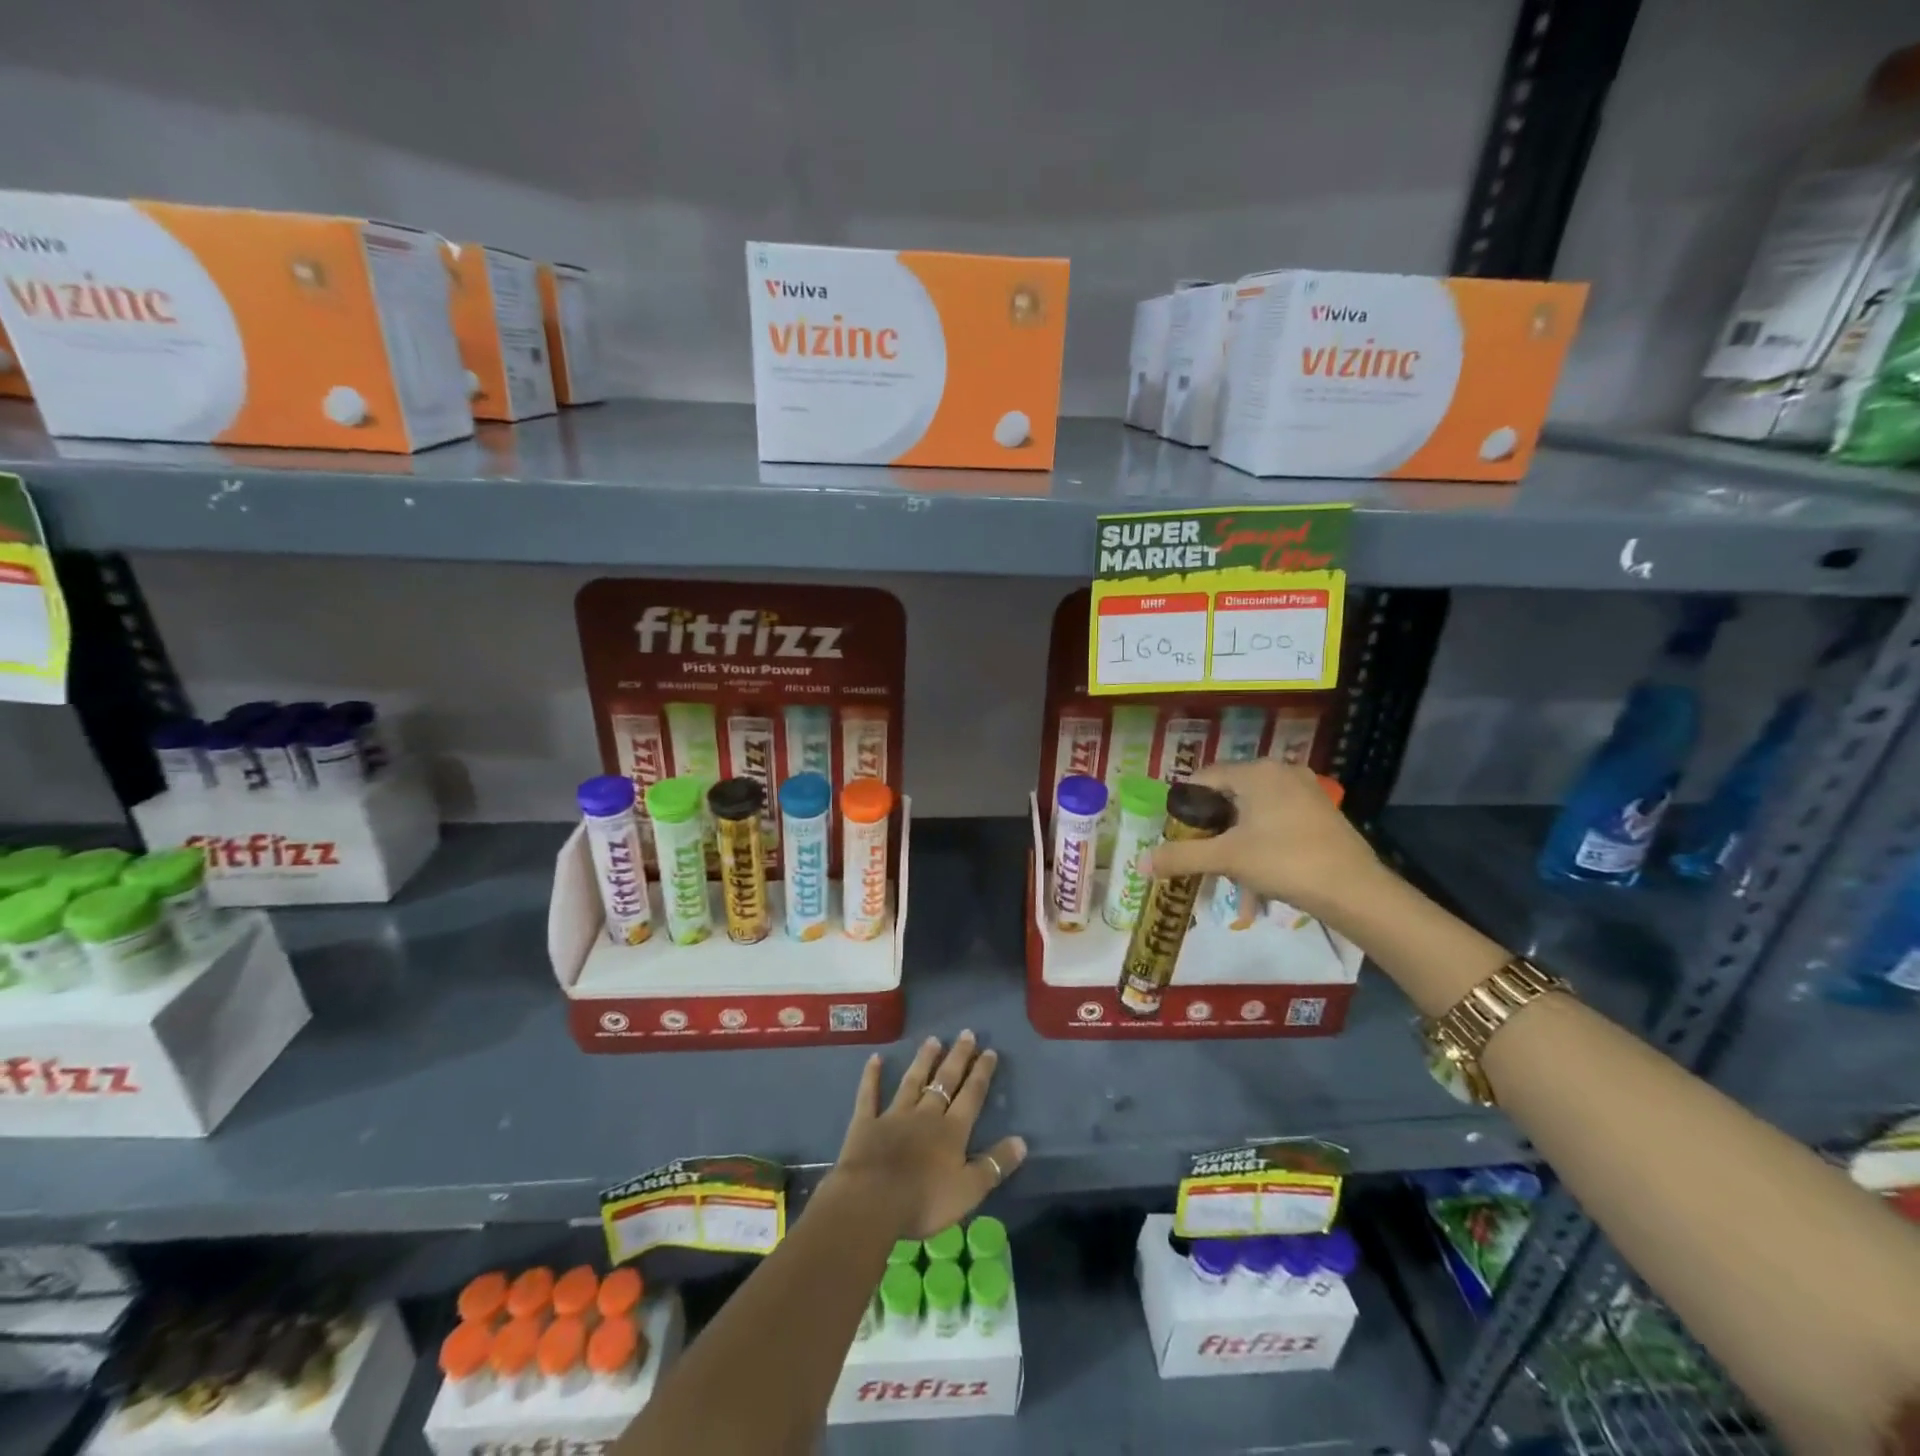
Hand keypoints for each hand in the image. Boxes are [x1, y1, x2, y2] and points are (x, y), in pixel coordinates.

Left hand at [826, 1031, 1026, 1240]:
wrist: (872, 1201)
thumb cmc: (924, 1200)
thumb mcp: (969, 1190)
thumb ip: (994, 1165)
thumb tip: (1022, 1141)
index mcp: (952, 1131)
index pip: (971, 1096)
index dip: (981, 1073)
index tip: (989, 1050)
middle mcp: (926, 1115)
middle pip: (945, 1081)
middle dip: (957, 1057)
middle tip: (966, 1033)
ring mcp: (894, 1115)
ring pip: (912, 1081)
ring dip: (923, 1060)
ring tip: (933, 1039)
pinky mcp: (866, 1123)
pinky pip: (869, 1095)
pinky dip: (871, 1076)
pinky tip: (875, 1058)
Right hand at [1147, 759, 1379, 915]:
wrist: (1356, 891)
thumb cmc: (1285, 862)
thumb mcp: (1227, 859)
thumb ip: (1181, 857)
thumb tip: (1140, 863)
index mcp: (1256, 772)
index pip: (1203, 778)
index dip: (1184, 807)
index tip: (1177, 836)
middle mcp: (1280, 772)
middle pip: (1228, 796)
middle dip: (1212, 830)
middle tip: (1201, 857)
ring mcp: (1305, 791)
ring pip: (1252, 813)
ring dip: (1235, 842)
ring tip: (1230, 876)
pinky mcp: (1321, 813)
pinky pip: (1276, 822)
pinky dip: (1261, 844)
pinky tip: (1260, 878)